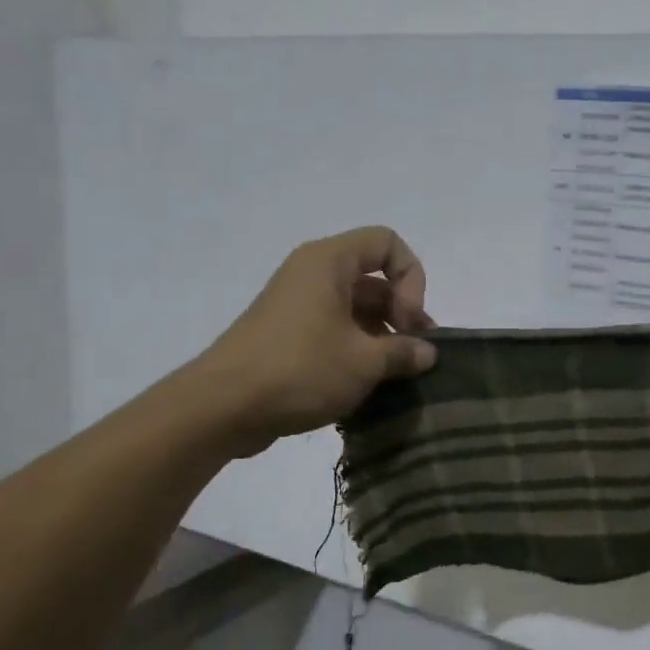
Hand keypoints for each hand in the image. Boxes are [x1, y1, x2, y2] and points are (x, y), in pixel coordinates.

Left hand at [197, 227, 437, 455]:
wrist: (223, 407)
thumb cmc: (300, 369)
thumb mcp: (364, 362)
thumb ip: (404, 352)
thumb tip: (427, 353)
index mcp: (328, 262)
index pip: (387, 243)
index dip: (411, 278)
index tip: (410, 321)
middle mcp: (312, 274)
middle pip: (374, 279)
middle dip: (402, 314)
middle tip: (414, 355)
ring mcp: (297, 306)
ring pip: (356, 309)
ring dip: (382, 338)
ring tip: (396, 375)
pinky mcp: (288, 336)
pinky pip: (334, 331)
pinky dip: (357, 351)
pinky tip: (368, 385)